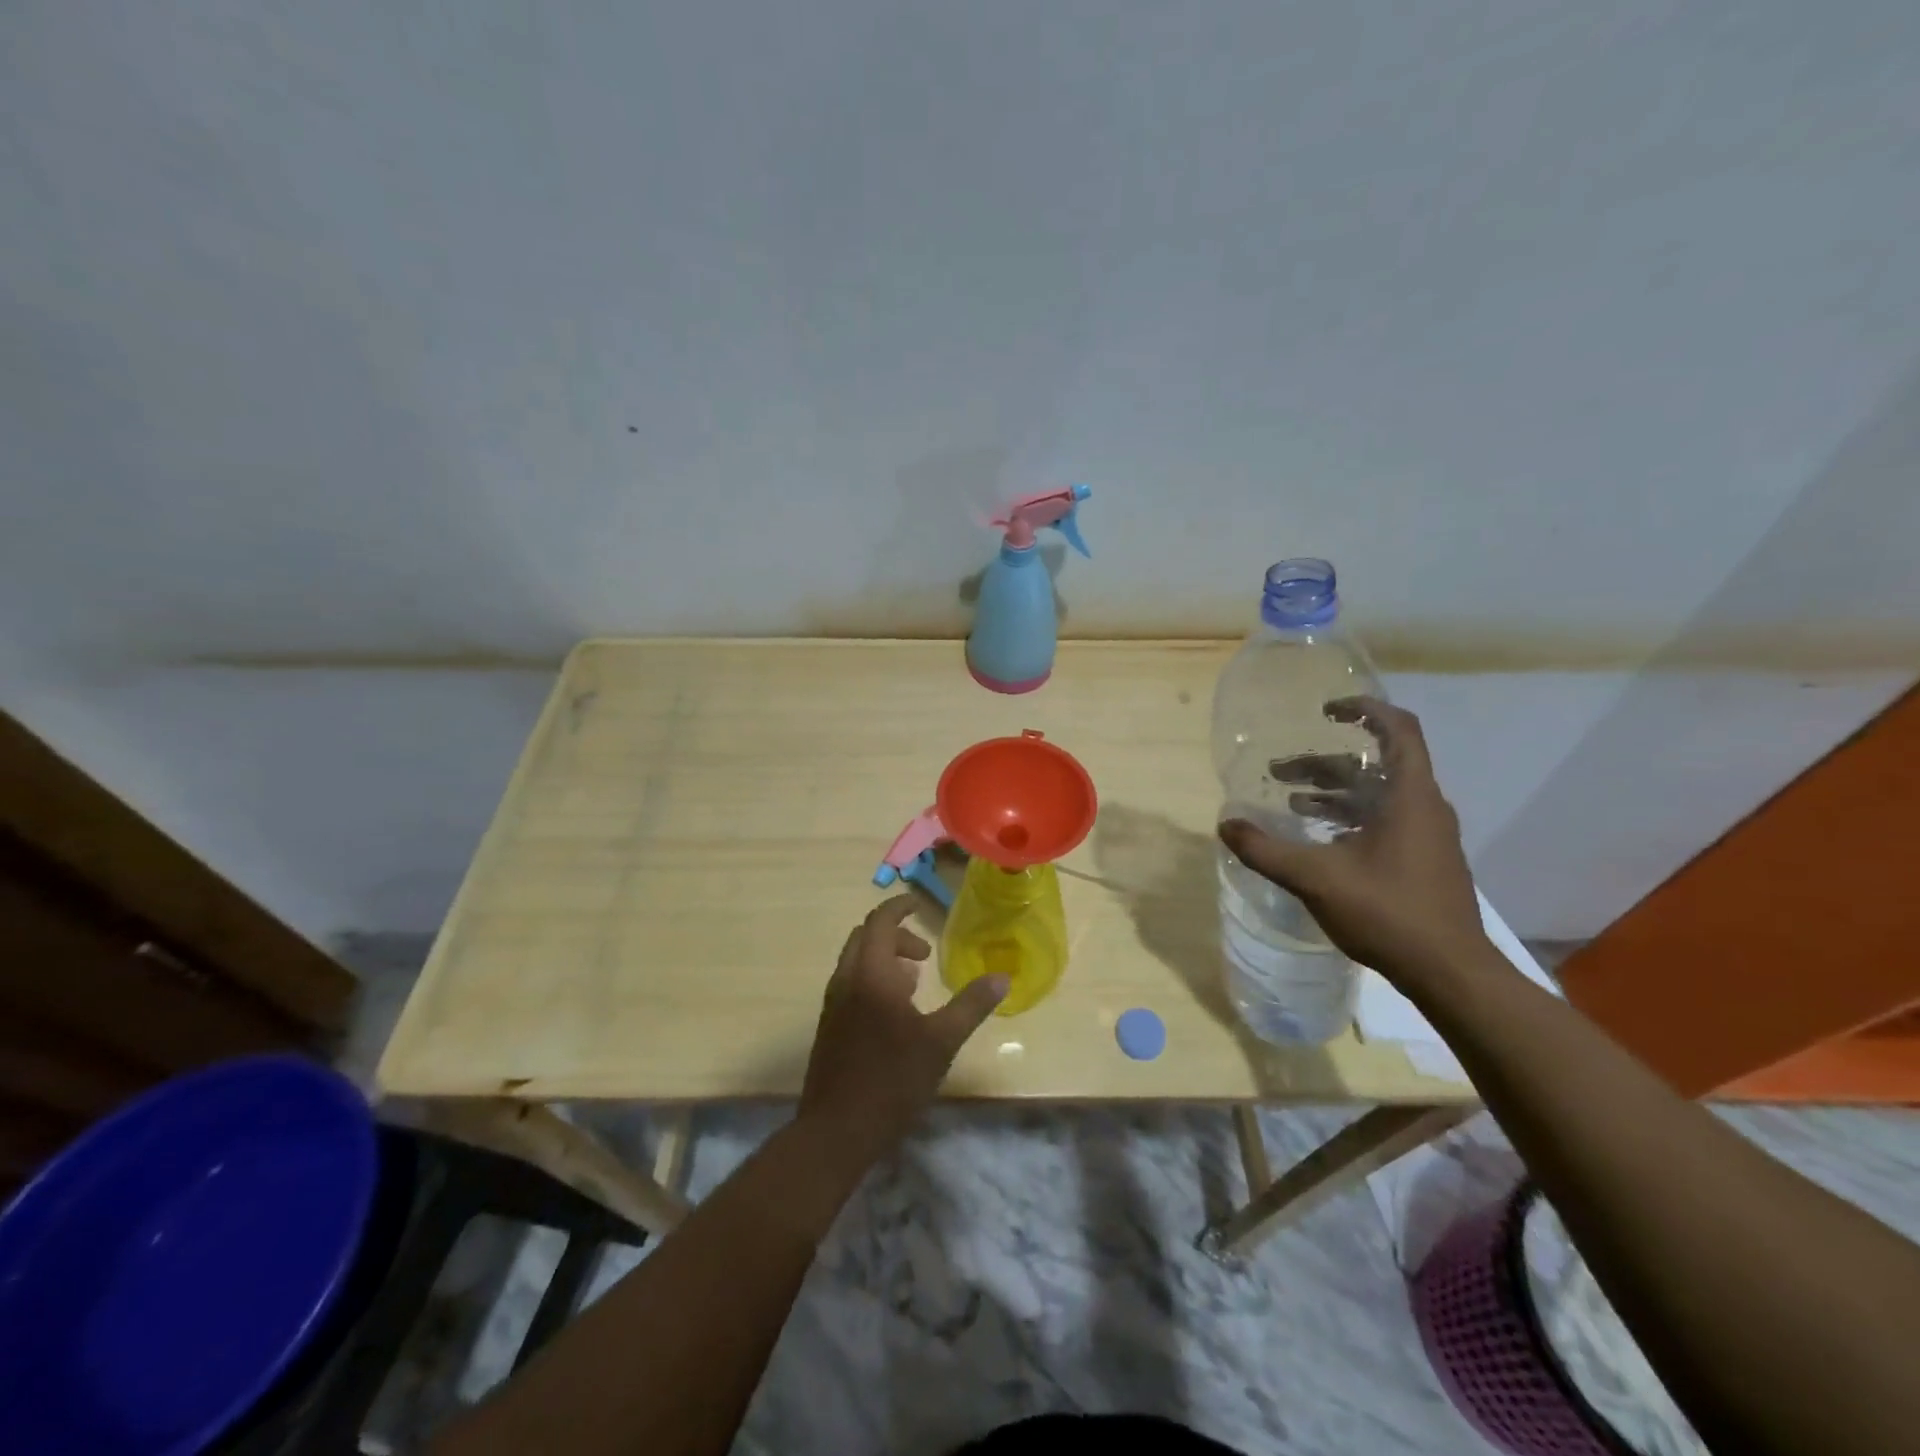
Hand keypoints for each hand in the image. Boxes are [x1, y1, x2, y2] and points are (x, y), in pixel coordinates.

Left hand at [799, 896, 1006, 1163]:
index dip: (899, 907)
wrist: (836, 1130)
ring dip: (884, 958)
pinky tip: (895, 1014)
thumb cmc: (892, 1080)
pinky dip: (872, 979)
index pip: (881, 921)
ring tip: (914, 983)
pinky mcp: (829, 1026)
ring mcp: (833, 1004)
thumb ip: (971, 1005)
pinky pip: (851, 983)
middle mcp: (847, 979)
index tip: (919, 904)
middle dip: (895, 935)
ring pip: (856, 961)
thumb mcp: (941, 1042)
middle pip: (865, 937)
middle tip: (924, 954)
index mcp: (872, 973)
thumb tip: (1002, 978)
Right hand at [1218, 697, 1491, 989]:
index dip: (1364, 710)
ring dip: (1334, 791)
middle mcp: (1424, 806)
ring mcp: (1428, 834)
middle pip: (1375, 764)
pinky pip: (1385, 819)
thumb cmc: (1389, 913)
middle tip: (1279, 772)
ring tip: (1290, 801)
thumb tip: (1225, 825)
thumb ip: (1266, 850)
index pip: (1397, 729)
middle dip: (1324, 762)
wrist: (1451, 973)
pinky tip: (1319, 839)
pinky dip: (1349, 816)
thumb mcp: (1316, 878)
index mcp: (1409, 796)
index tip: (1325, 711)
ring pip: (1377, 794)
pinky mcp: (1424, 859)